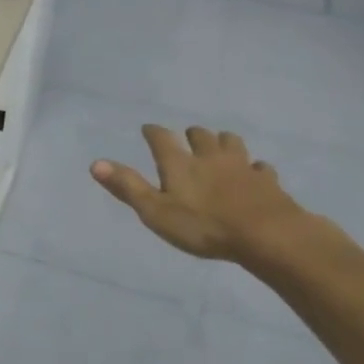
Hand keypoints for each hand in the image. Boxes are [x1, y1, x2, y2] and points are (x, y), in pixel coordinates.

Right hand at [91, 125, 315, 266]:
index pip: (161, 138)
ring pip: (231, 143)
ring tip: (219, 147)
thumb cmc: (203, 226)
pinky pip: (260, 167)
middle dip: (192, 135)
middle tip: (187, 139)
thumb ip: (128, 187)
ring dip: (223, 142)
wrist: (266, 235)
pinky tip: (254, 173)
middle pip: (200, 135)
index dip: (153, 132)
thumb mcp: (156, 211)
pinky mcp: (267, 181)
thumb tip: (96, 163)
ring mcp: (241, 166)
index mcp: (179, 163)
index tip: (148, 129)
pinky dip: (254, 168)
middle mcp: (209, 157)